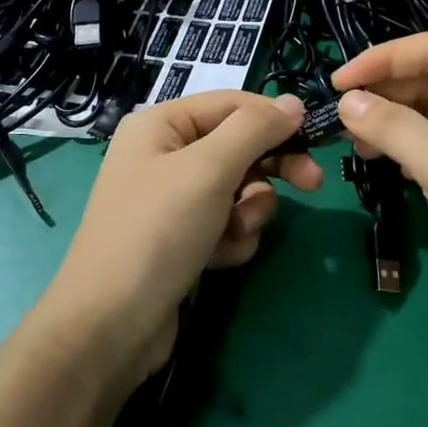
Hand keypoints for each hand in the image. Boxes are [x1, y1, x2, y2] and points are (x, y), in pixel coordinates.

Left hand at [36, 90, 322, 391]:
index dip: (273, 118)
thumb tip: (293, 103)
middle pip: (238, 147)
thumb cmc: (158, 231)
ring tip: (233, 233)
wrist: (112, 323)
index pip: (231, 104)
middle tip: (312, 185)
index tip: (315, 139)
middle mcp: (164, 156)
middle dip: (269, 168)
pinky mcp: (182, 240)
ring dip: (248, 212)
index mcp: (161, 125)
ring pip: (238, 190)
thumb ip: (254, 130)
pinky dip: (231, 240)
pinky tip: (218, 259)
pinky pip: (225, 225)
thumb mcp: (208, 170)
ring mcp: (172, 201)